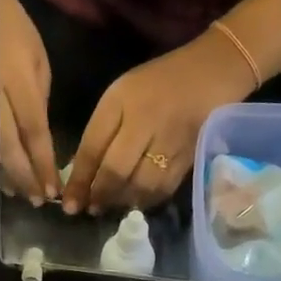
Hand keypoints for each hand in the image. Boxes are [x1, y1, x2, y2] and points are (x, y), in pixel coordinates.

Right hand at [0, 0, 59, 202]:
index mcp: (18, 80)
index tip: (53, 188)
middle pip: (9, 148)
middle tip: (39, 200)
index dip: (43, 164)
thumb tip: (39, 139)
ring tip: (22, 193)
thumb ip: (40, 100)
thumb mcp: (38, 60)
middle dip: (26, 177)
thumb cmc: (13, 30)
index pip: (33, 132)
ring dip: (7, 175)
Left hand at [65, 31, 253, 213]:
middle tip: (90, 209)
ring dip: (122, 201)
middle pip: (117, 170)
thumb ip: (101, 131)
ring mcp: (170, 141)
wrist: (211, 71)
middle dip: (99, 194)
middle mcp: (146, 122)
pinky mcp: (190, 157)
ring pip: (141, 184)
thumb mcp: (121, 96)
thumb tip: (83, 174)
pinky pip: (164, 188)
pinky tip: (136, 202)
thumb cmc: (157, 83)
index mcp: (121, 102)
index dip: (79, 180)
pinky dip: (146, 200)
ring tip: (110, 207)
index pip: (93, 148)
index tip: (69, 203)